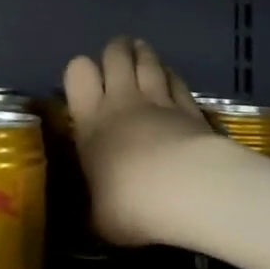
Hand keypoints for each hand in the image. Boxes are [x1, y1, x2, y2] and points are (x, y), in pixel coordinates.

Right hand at [64, 36, 218, 246]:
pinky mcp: (191, 108)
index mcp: (91, 120)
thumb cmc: (130, 203)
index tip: (85, 81)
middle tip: (116, 54)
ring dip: (143, 54)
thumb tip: (93, 215)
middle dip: (115, 51)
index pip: (78, 73)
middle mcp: (122, 101)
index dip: (80, 70)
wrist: (187, 191)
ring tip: (140, 50)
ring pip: (149, 62)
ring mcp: (160, 100)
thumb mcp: (98, 217)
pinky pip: (177, 81)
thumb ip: (95, 207)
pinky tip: (171, 76)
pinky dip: (171, 75)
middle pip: (115, 56)